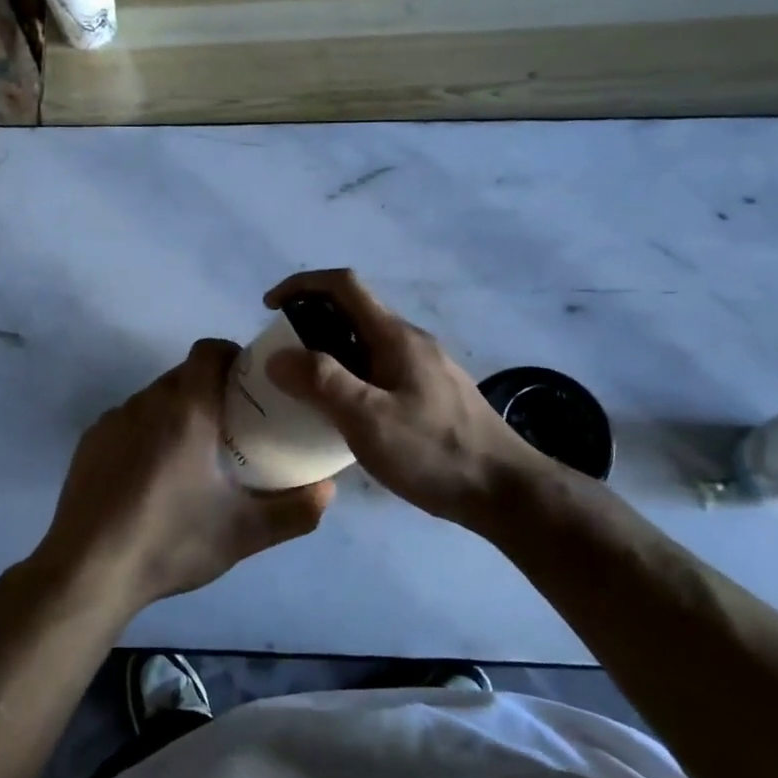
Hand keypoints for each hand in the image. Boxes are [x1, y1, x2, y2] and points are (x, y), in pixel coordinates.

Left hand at [34, 339, 334, 614]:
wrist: (88, 571)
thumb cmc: (171, 541)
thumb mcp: (243, 533)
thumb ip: (294, 511)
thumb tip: (328, 490)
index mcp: (187, 410)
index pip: (209, 351)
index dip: (232, 355)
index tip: (249, 381)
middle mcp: (147, 402)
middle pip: (183, 374)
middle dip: (209, 388)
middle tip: (231, 425)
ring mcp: (113, 420)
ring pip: (154, 397)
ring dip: (176, 411)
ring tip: (192, 454)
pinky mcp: (90, 442)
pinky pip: (127, 420)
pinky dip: (146, 432)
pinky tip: (151, 475)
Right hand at [263, 269, 544, 525]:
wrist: (507, 492)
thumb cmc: (434, 452)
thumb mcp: (368, 418)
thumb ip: (321, 382)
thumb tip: (278, 356)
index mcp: (395, 336)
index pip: (343, 285)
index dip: (301, 285)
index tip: (269, 308)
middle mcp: (410, 342)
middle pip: (352, 313)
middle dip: (310, 324)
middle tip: (280, 359)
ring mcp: (423, 368)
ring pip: (364, 345)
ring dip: (328, 354)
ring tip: (302, 389)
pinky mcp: (430, 395)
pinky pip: (378, 371)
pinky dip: (349, 377)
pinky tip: (342, 416)